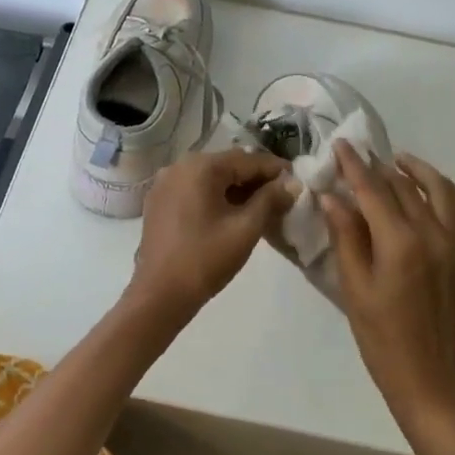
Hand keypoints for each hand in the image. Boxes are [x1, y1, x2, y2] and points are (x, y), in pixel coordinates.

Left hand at [127, 149, 296, 325]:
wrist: (160, 294)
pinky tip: (230, 213)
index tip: (296, 180)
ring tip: (260, 206)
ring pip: (209, 178)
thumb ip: (270, 200)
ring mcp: (164, 183)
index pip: (247, 160)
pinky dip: (214, 196)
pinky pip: (193, 189)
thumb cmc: (206, 259)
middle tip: (282, 195)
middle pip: (227, 165)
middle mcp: (179, 166)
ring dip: (235, 188)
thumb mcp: (245, 228)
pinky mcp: (158, 201)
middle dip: (255, 179)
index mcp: (200, 167)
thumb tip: (291, 183)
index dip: (274, 169)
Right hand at [323, 142, 454, 428]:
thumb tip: (332, 196)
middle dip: (380, 167)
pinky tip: (438, 192)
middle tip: (361, 155)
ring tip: (400, 162)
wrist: (433, 381)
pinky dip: (452, 195)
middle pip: (405, 187)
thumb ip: (346, 237)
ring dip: (419, 171)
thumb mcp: (354, 289)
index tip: (342, 145)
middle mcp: (435, 234)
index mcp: (400, 242)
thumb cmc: (383, 340)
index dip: (355, 165)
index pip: (373, 190)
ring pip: (442, 191)